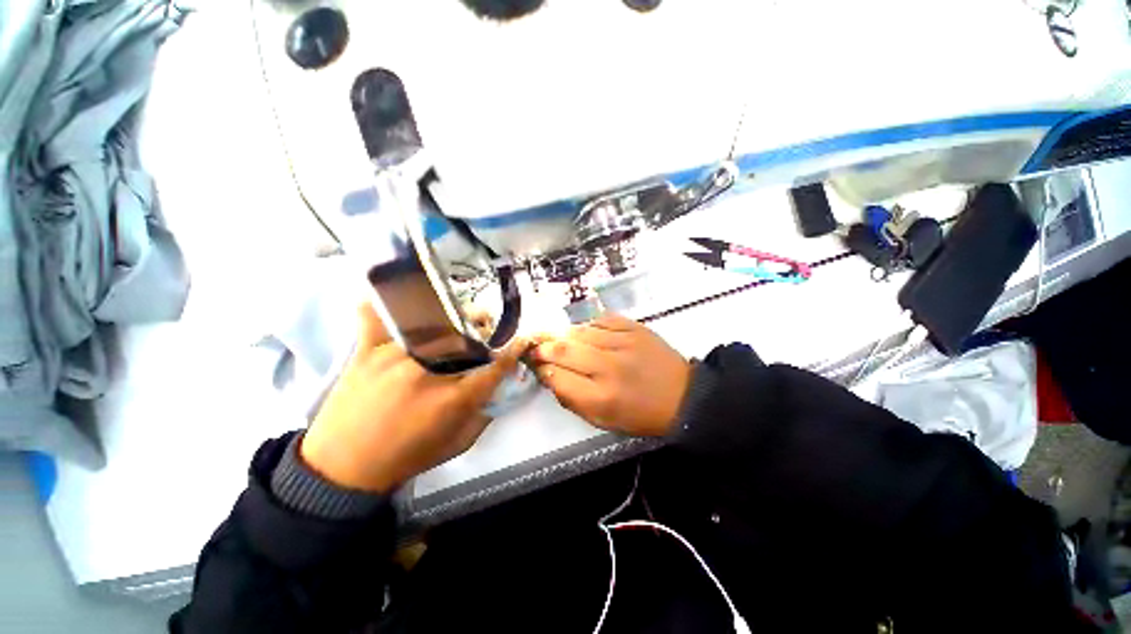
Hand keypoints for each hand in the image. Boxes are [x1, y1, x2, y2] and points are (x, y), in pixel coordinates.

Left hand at [301, 304, 528, 492]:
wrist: (342, 470)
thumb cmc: (406, 458)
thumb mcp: (456, 444)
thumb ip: (482, 415)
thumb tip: (497, 390)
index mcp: (453, 398)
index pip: (495, 367)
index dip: (513, 351)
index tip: (520, 341)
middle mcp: (429, 372)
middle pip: (466, 337)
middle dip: (484, 327)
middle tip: (488, 323)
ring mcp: (395, 358)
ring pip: (431, 324)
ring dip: (451, 316)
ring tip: (457, 315)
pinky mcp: (366, 354)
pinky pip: (375, 320)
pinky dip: (379, 305)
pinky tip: (385, 295)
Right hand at [531, 314, 690, 436]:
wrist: (682, 396)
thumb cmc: (639, 414)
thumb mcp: (602, 420)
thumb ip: (571, 398)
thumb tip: (548, 374)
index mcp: (600, 398)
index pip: (556, 377)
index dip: (541, 369)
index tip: (537, 365)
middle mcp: (609, 368)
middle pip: (563, 350)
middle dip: (544, 348)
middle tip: (539, 348)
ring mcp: (623, 343)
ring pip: (580, 332)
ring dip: (565, 336)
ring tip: (562, 340)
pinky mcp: (635, 328)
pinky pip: (601, 319)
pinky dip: (589, 326)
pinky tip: (589, 333)